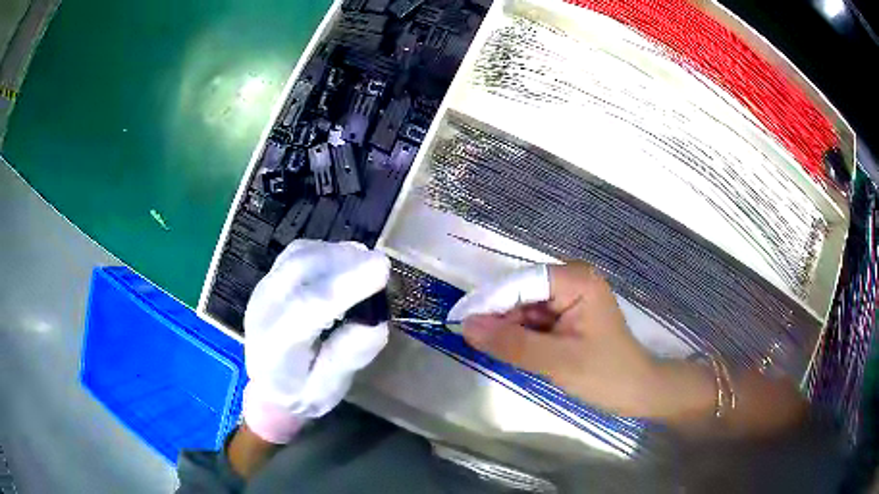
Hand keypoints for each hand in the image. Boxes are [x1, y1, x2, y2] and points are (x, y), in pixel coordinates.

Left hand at [242, 240, 390, 443]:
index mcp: (276, 345)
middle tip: (382, 267)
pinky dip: (326, 251)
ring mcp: (263, 288)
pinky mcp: (270, 277)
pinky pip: (299, 252)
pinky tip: (345, 263)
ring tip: (367, 266)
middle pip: (300, 269)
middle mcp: (263, 308)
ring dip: (337, 254)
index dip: (345, 286)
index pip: (307, 307)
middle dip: (345, 262)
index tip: (382, 270)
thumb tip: (376, 323)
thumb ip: (347, 358)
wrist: (267, 388)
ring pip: (300, 255)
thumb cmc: (300, 394)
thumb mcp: (327, 392)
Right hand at [450, 263, 708, 418]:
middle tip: (469, 338)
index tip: (458, 320)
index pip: (522, 282)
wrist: (636, 392)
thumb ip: (512, 344)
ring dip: (507, 327)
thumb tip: (467, 326)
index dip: (489, 300)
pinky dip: (520, 334)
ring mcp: (571, 297)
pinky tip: (506, 348)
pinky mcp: (568, 315)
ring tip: (486, 347)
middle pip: (522, 292)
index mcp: (576, 280)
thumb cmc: (605, 375)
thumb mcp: (556, 361)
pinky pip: (535, 319)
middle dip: (498, 316)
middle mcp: (572, 280)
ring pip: (525, 307)